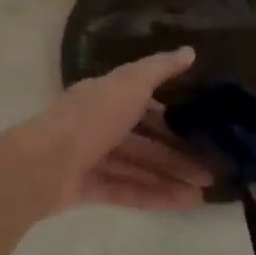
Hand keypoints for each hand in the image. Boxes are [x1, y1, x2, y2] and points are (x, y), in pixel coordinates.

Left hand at [8, 48, 212, 212]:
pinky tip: (183, 203)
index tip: (201, 129)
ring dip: (171, 178)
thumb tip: (189, 51)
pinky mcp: (88, 189)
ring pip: (138, 168)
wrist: (44, 163)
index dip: (171, 116)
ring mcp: (91, 160)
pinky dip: (154, 195)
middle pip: (144, 141)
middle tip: (211, 170)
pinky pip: (127, 190)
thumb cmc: (90, 118)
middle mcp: (98, 127)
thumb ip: (159, 69)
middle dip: (177, 155)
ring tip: (205, 192)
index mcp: (105, 97)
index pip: (142, 105)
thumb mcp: (129, 84)